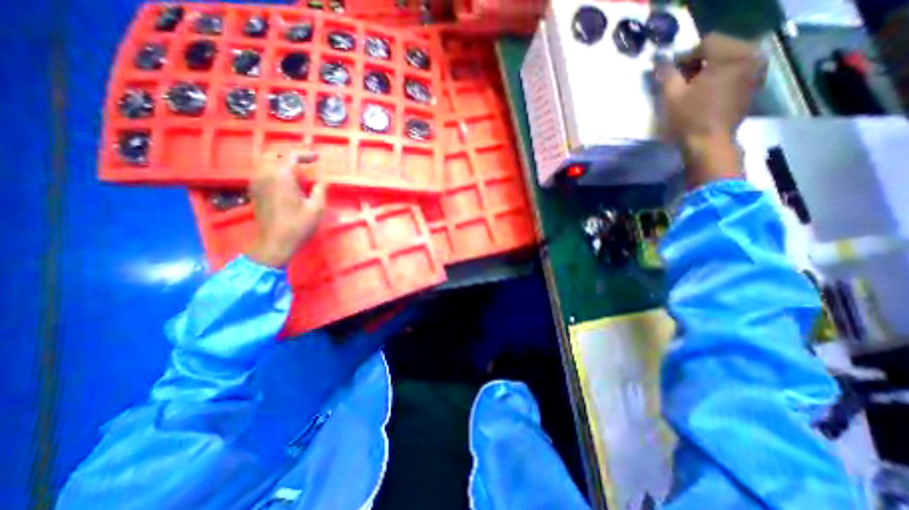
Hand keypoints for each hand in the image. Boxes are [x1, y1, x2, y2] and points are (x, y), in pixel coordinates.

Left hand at [247, 151, 328, 267]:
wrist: (275, 243)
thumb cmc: (298, 226)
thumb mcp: (317, 208)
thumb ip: (321, 190)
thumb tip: (322, 181)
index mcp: (281, 177)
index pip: (291, 156)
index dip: (305, 154)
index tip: (318, 158)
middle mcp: (265, 175)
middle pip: (273, 155)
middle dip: (290, 156)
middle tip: (305, 163)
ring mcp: (256, 184)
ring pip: (264, 162)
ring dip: (280, 162)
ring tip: (296, 170)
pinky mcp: (254, 192)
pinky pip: (261, 172)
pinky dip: (273, 171)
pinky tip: (285, 181)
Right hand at [658, 34, 760, 189]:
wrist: (708, 144)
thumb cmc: (689, 120)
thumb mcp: (672, 96)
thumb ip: (667, 73)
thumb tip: (660, 60)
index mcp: (732, 55)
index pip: (706, 43)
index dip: (684, 57)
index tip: (670, 75)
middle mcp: (750, 56)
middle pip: (719, 48)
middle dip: (697, 63)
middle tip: (680, 82)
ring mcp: (755, 70)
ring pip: (727, 59)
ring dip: (707, 70)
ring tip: (691, 89)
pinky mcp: (753, 84)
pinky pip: (734, 70)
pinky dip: (719, 77)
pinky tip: (705, 94)